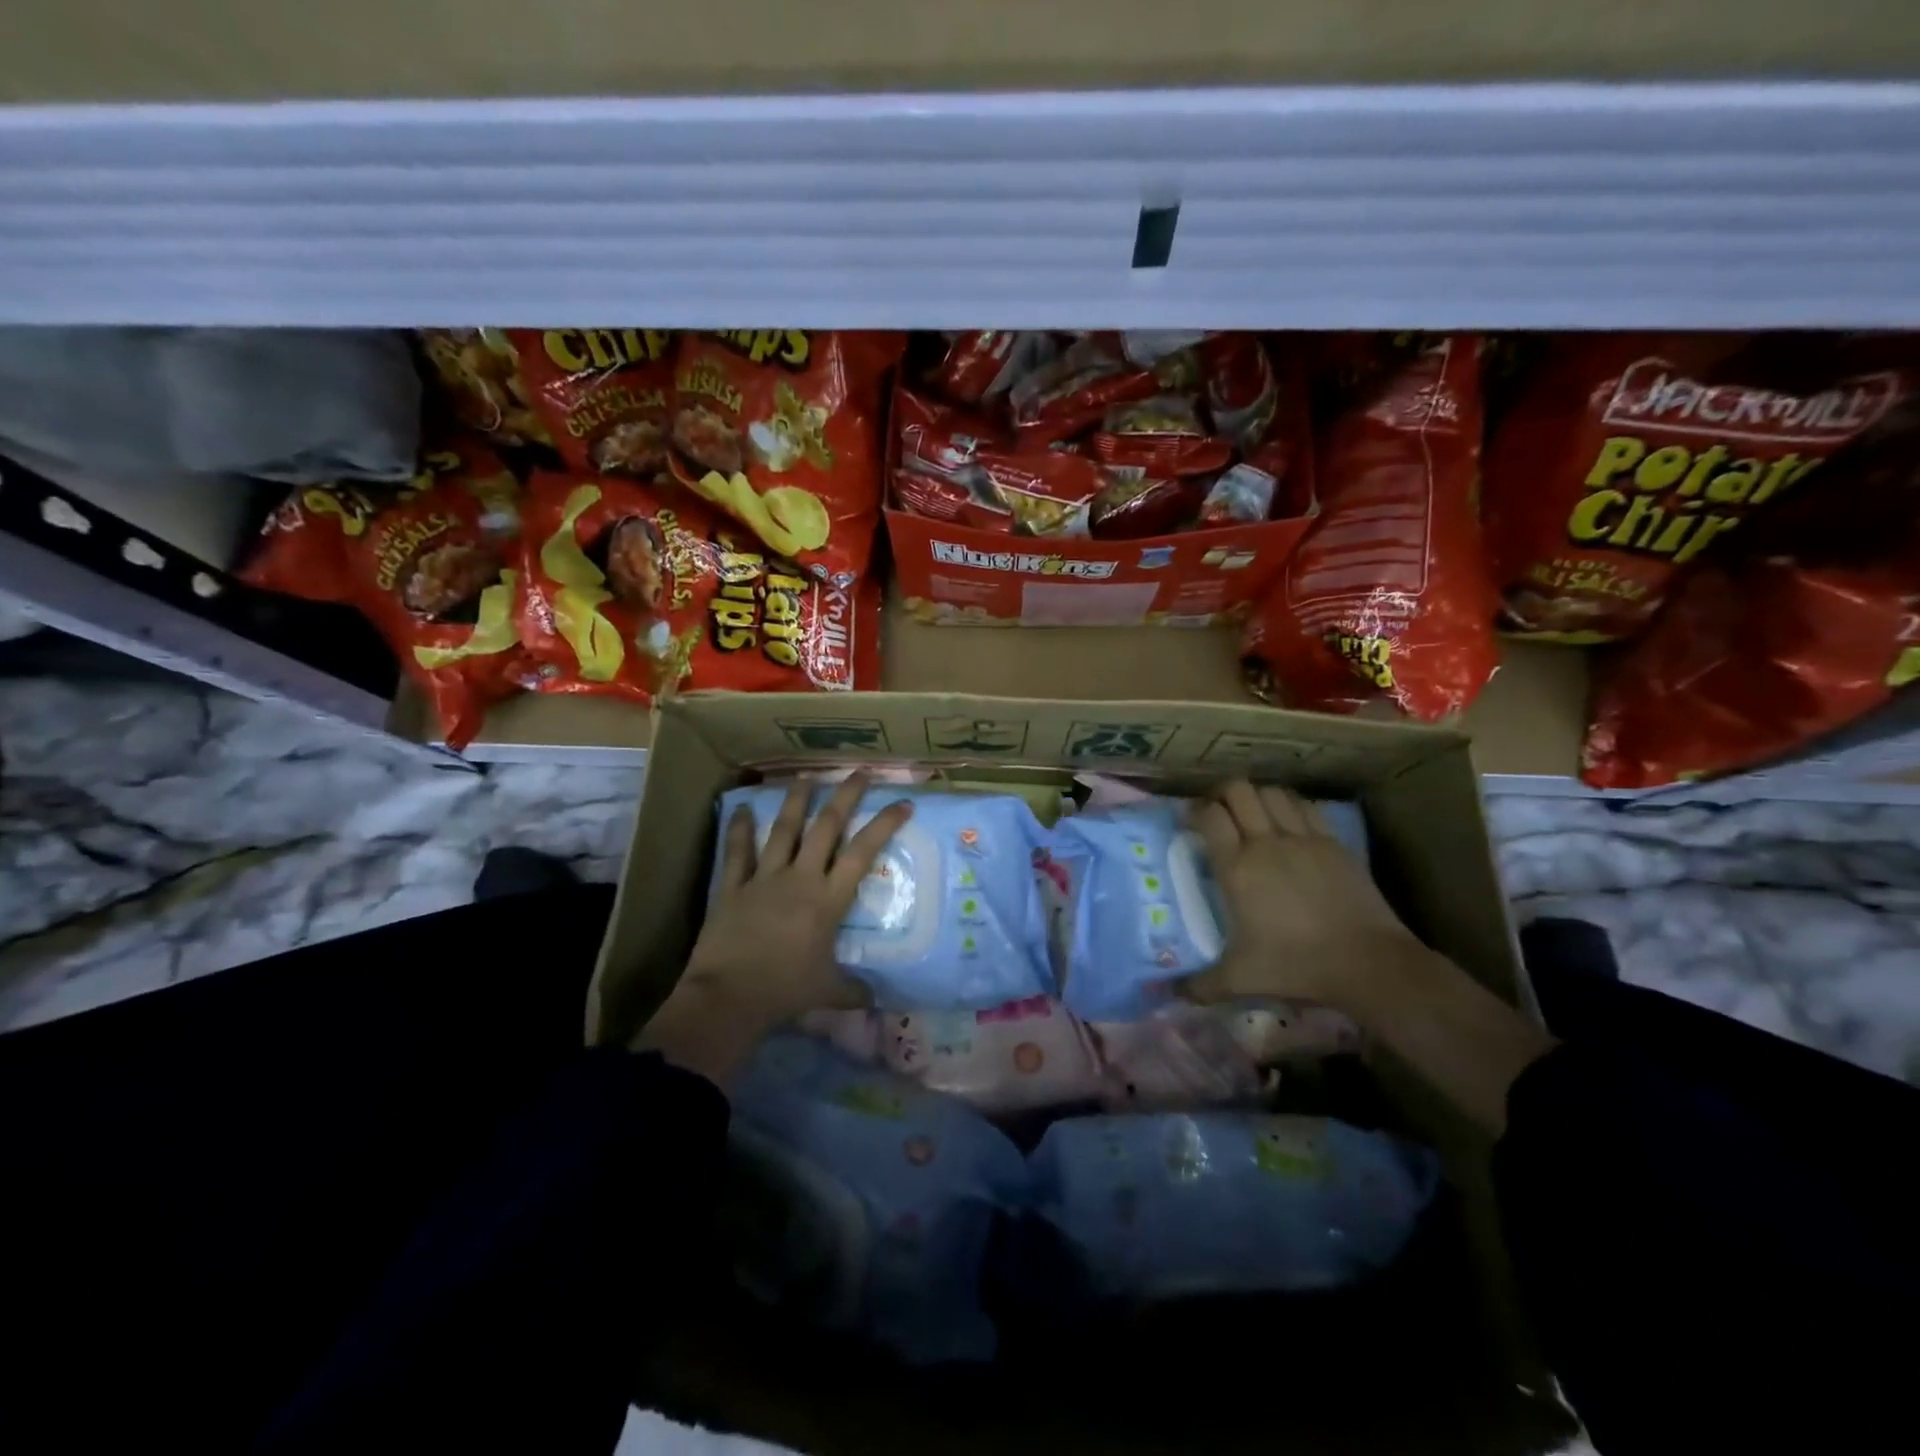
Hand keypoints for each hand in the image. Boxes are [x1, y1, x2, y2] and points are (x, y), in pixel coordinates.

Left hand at [635, 775, 911, 1082]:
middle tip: (859, 772)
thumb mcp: (828, 992)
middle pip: (826, 827)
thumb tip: (878, 1001)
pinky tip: (740, 808)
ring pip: (784, 829)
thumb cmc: (785, 992)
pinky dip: (739, 829)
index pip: (863, 852)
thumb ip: (855, 991)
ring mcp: (764, 878)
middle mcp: (800, 878)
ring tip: (805, 776)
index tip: (903, 803)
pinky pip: (737, 852)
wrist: (728, 998)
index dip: (884, 824)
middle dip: (845, 796)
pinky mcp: (733, 887)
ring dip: (796, 800)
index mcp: (828, 900)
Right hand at [1190, 781, 1553, 1132]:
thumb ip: (1199, 985)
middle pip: (1238, 791)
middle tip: (1219, 813)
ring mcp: (1303, 838)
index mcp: (1237, 868)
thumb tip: (1169, 994)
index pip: (1209, 816)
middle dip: (1222, 794)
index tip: (1191, 823)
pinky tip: (1287, 822)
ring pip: (1271, 792)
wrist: (1367, 962)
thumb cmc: (1296, 965)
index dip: (1195, 812)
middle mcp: (1266, 842)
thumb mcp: (1240, 979)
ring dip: (1257, 797)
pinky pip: (1304, 806)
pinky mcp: (1332, 842)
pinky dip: (1289, 805)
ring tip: (1253, 814)